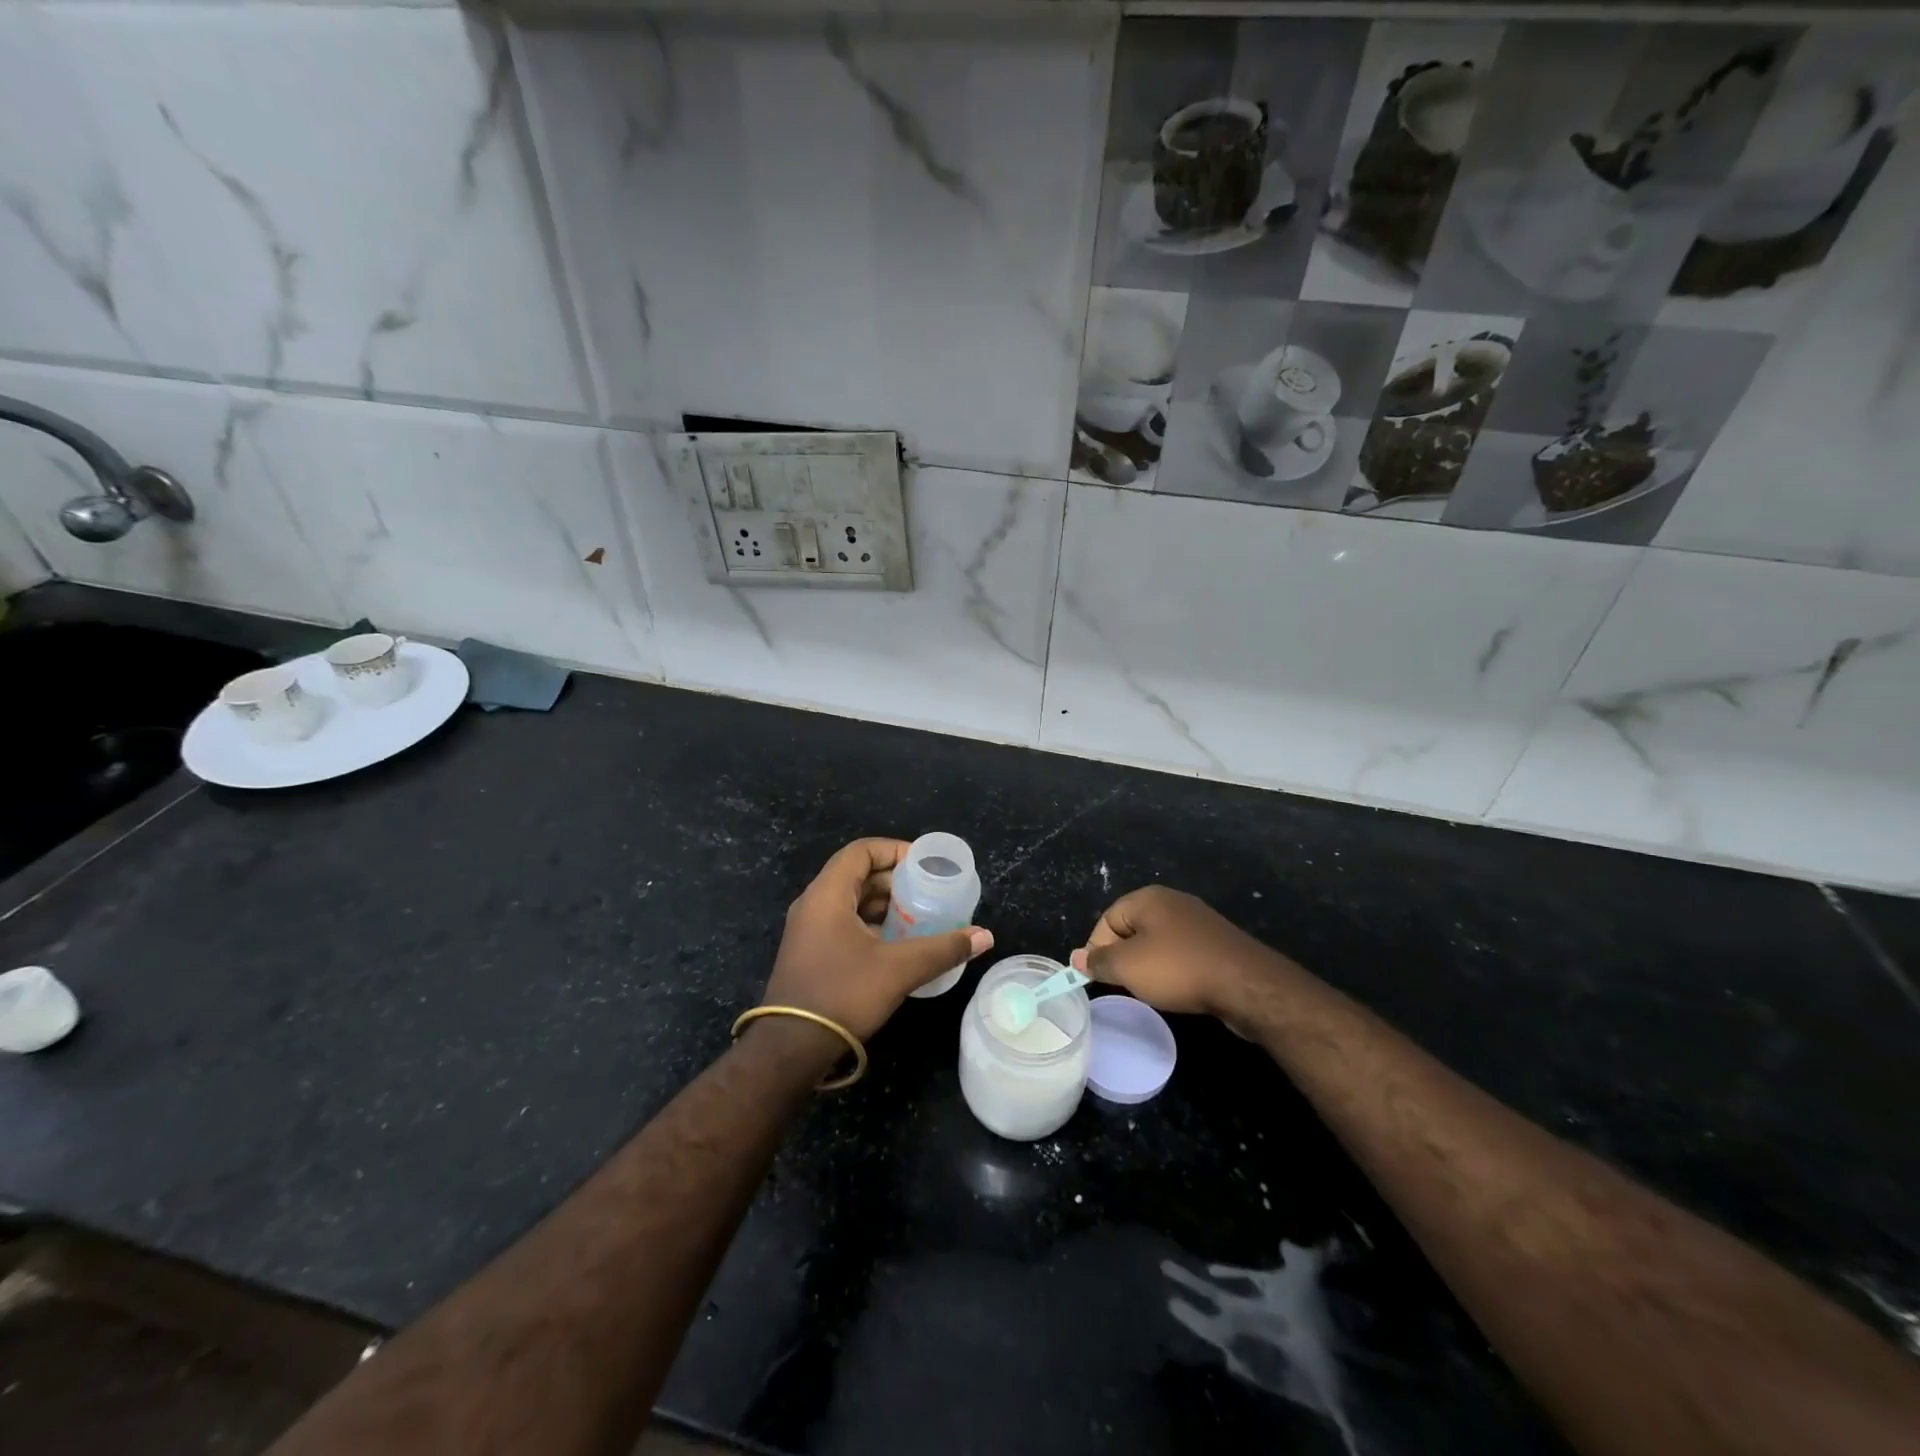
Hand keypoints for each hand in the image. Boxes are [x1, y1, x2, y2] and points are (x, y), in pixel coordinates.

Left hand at [762, 838, 992, 1043]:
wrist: (791, 1049)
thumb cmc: (843, 994)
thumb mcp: (899, 969)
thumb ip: (944, 948)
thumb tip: (985, 936)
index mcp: (827, 894)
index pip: (861, 851)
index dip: (894, 850)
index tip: (925, 864)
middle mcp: (813, 904)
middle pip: (856, 874)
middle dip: (894, 880)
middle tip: (928, 891)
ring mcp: (807, 931)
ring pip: (850, 901)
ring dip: (883, 904)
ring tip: (919, 916)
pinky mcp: (809, 954)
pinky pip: (843, 923)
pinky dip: (871, 924)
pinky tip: (897, 944)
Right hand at [1069, 886, 1277, 1017]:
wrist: (1246, 985)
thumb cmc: (1178, 969)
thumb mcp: (1128, 967)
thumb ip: (1099, 961)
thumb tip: (1076, 957)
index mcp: (1148, 898)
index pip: (1107, 919)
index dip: (1097, 949)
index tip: (1099, 978)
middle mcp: (1172, 902)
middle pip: (1132, 929)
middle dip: (1123, 957)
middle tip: (1124, 985)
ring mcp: (1197, 921)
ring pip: (1157, 942)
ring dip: (1148, 965)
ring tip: (1150, 990)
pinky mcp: (1216, 942)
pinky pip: (1181, 952)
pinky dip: (1173, 969)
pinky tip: (1178, 988)